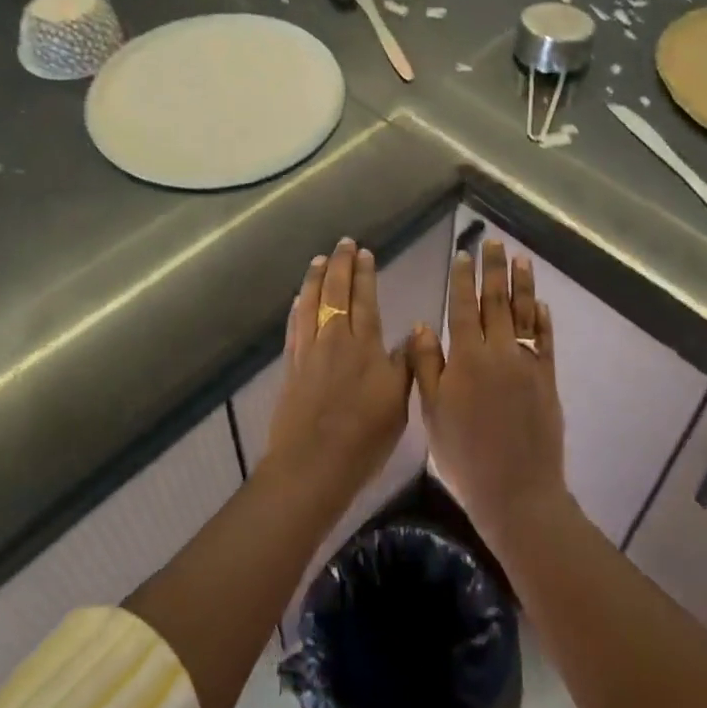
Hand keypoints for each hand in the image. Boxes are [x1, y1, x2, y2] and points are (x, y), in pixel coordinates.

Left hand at [262, 238, 412, 505]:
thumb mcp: (399, 402)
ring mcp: (309, 350)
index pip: (364, 298)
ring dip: (315, 278)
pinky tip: (298, 298)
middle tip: (343, 243)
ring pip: (311, 302)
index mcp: (364, 344)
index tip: (364, 252)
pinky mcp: (291, 365)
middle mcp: (335, 338)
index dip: (364, 274)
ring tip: (319, 259)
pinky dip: (298, 306)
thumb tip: (415, 331)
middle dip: (340, 265)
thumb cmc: (364, 436)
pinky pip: (294, 324)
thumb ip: (405, 363)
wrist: (313, 464)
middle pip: (335, 292)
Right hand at [408, 239, 568, 542]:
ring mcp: (526, 363)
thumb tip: (421, 324)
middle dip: (493, 269)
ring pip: (523, 313)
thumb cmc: (464, 455)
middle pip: (495, 301)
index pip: (463, 307)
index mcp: (466, 358)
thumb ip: (426, 365)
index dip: (462, 279)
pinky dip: (542, 319)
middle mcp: (498, 352)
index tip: (463, 254)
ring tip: (521, 259)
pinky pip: (544, 340)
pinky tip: (540, 303)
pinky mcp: (547, 378)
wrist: (516, 491)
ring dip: (522, 284)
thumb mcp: (432, 412)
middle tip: (493, 241)